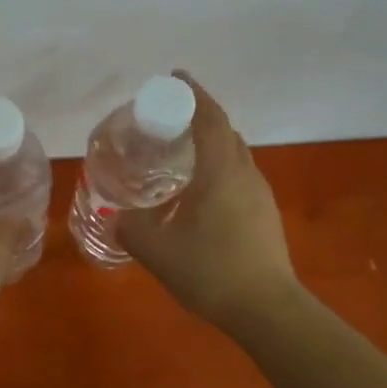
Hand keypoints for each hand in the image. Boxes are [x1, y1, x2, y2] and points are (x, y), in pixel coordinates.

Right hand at [118, 73, 299, 332]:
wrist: (267, 310)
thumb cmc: (211, 271)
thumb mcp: (156, 250)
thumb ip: (131, 227)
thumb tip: (119, 216)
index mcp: (221, 172)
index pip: (209, 118)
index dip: (193, 93)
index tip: (174, 78)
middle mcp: (245, 174)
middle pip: (225, 132)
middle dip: (199, 118)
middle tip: (168, 122)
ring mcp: (260, 195)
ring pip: (235, 156)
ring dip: (210, 146)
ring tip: (179, 158)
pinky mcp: (265, 215)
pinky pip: (239, 177)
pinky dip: (218, 170)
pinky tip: (198, 196)